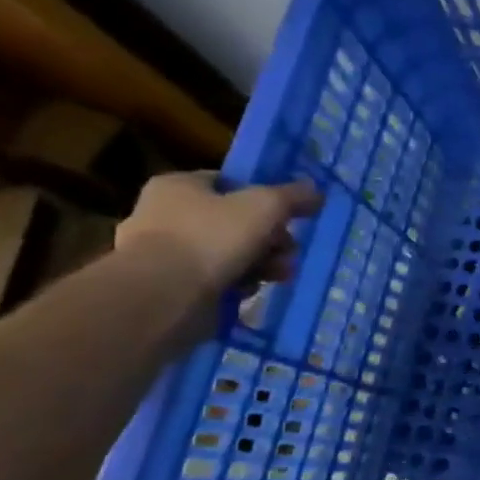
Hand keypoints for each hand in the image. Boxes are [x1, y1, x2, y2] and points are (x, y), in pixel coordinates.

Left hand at [114, 172, 322, 299]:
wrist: (164, 297)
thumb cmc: (212, 238)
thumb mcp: (265, 206)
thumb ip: (293, 196)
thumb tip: (315, 191)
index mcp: (178, 186)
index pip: (229, 183)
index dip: (263, 197)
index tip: (288, 216)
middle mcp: (164, 214)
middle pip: (234, 221)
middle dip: (270, 238)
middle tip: (289, 251)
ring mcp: (164, 253)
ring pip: (228, 253)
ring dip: (261, 263)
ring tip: (280, 275)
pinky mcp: (170, 287)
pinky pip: (214, 279)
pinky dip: (236, 284)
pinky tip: (250, 291)